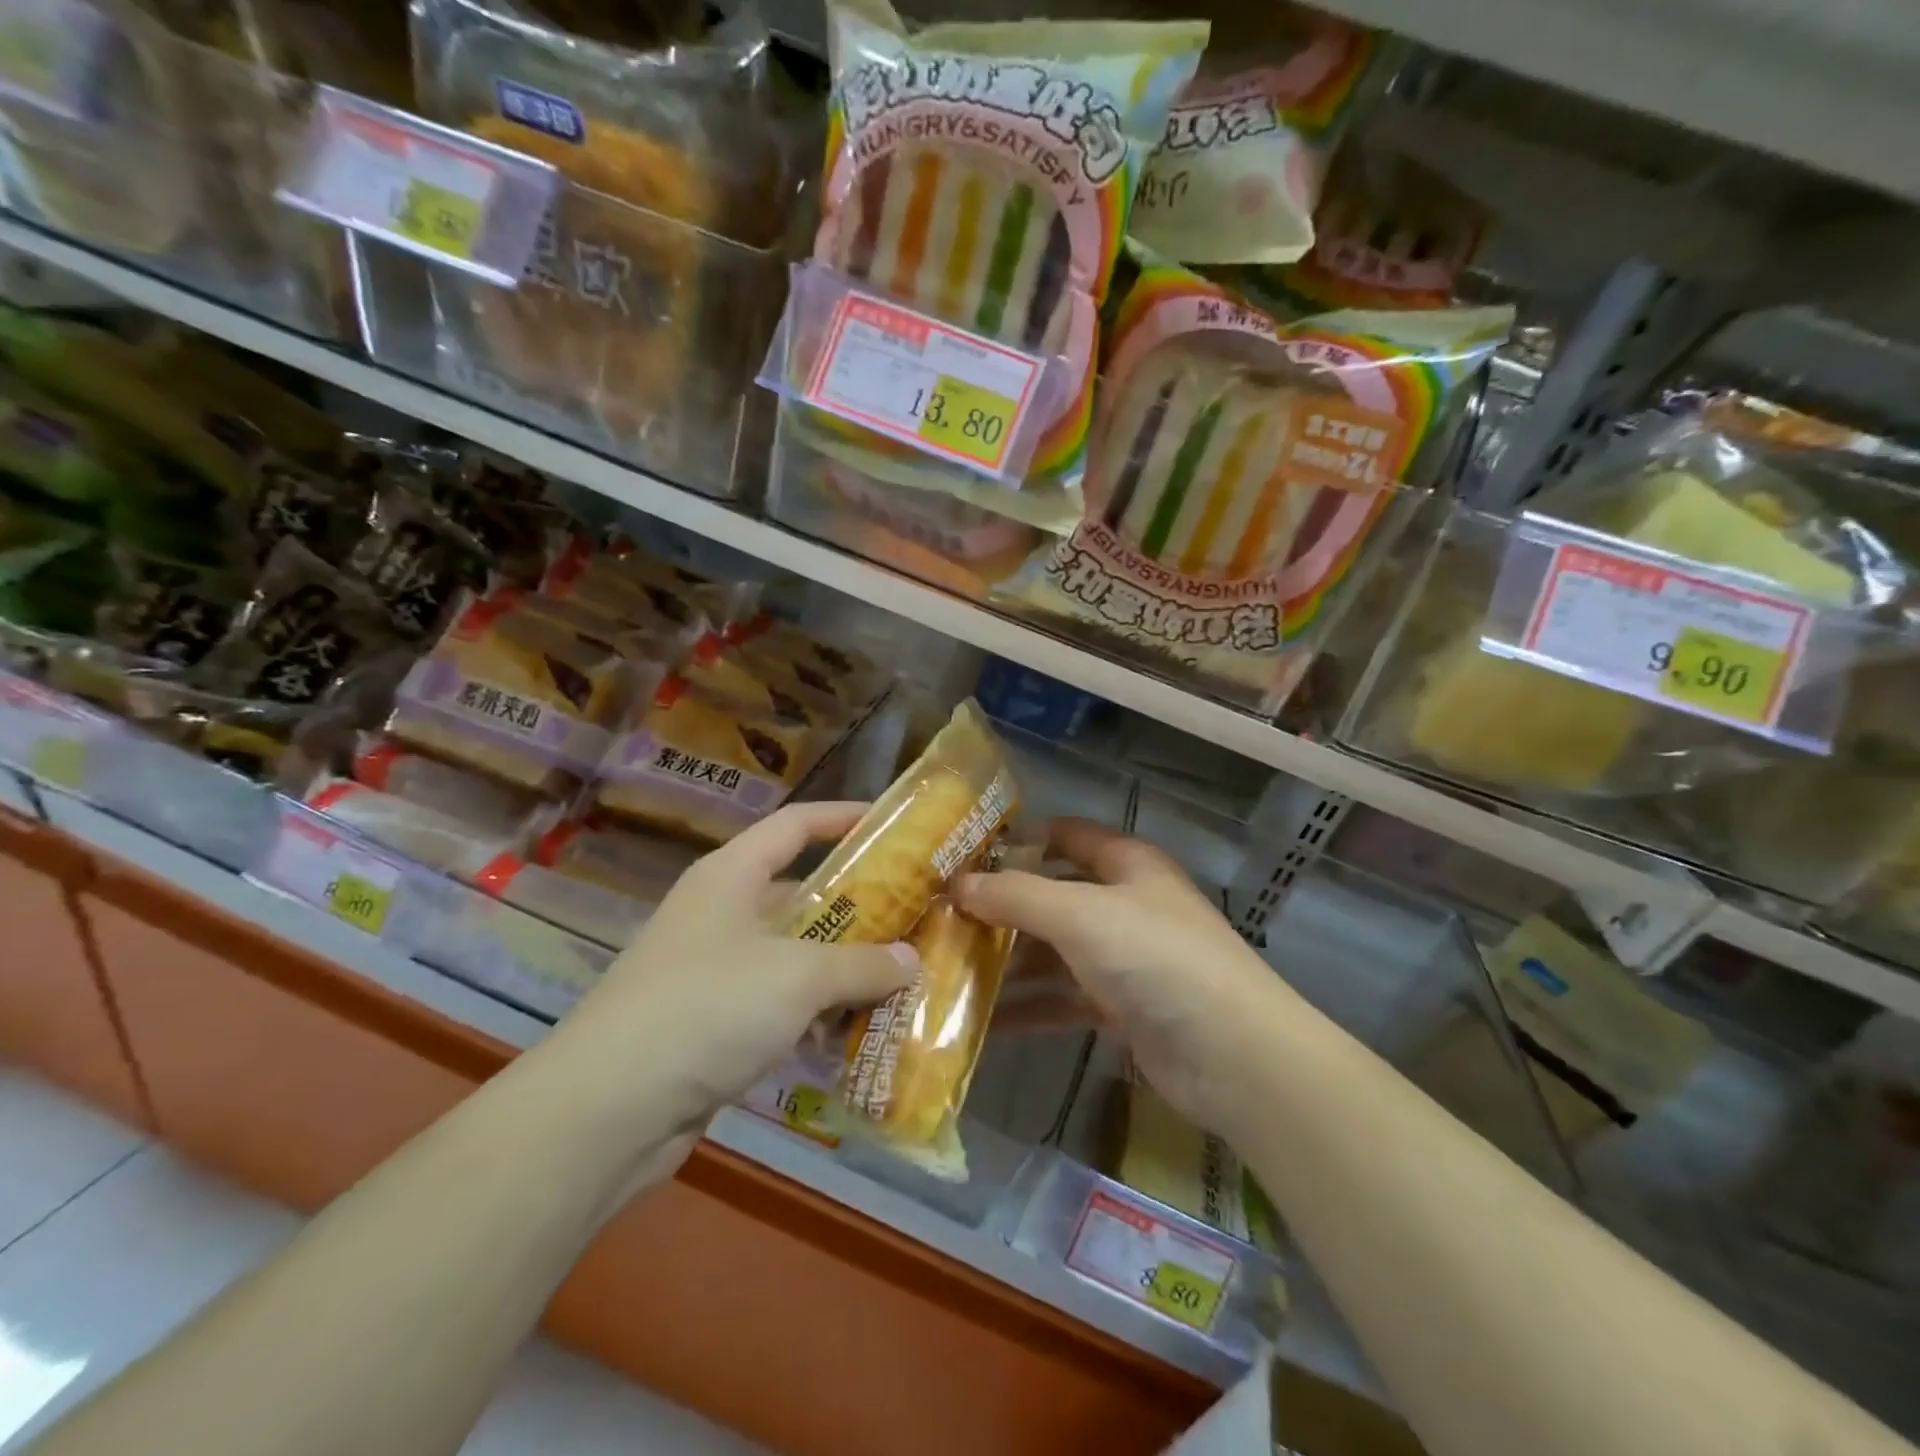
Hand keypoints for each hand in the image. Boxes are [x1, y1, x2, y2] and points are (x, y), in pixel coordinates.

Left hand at [556, 802, 917, 1131]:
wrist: (606, 1109)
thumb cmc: (707, 1007)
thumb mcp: (797, 976)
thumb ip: (860, 964)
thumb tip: (910, 960)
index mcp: (731, 876)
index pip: (794, 825)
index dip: (842, 816)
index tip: (893, 823)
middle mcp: (721, 913)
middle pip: (800, 893)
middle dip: (857, 904)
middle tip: (913, 913)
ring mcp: (714, 970)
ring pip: (793, 954)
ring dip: (842, 966)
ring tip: (901, 973)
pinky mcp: (713, 1024)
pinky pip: (779, 1004)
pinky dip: (816, 1012)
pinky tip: (858, 1030)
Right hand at [955, 818, 1289, 1138]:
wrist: (1233, 1054)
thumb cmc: (1155, 957)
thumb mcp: (1080, 914)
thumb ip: (1016, 895)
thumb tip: (957, 884)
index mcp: (1126, 863)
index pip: (1066, 835)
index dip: (1020, 839)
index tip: (965, 854)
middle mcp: (1124, 904)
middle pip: (1053, 895)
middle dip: (1002, 906)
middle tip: (942, 918)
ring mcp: (1123, 958)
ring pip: (1054, 951)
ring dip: (1008, 961)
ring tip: (947, 968)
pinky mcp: (1120, 1008)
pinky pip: (1062, 998)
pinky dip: (1028, 1006)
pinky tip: (981, 1020)